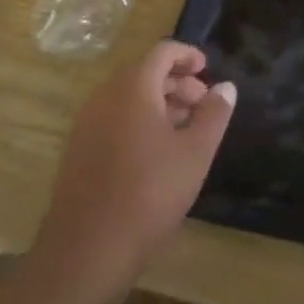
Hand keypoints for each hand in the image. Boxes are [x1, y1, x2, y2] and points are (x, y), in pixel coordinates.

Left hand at [35, 42, 236, 286]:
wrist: (88, 250)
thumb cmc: (150, 193)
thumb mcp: (196, 152)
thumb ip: (214, 114)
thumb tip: (226, 87)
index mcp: (132, 90)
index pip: (161, 52)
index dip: (187, 55)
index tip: (208, 70)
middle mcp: (104, 99)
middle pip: (143, 73)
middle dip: (176, 81)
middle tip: (203, 103)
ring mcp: (86, 126)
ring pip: (127, 98)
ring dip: (158, 102)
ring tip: (186, 128)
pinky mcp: (78, 152)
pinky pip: (113, 119)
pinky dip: (138, 120)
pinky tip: (158, 152)